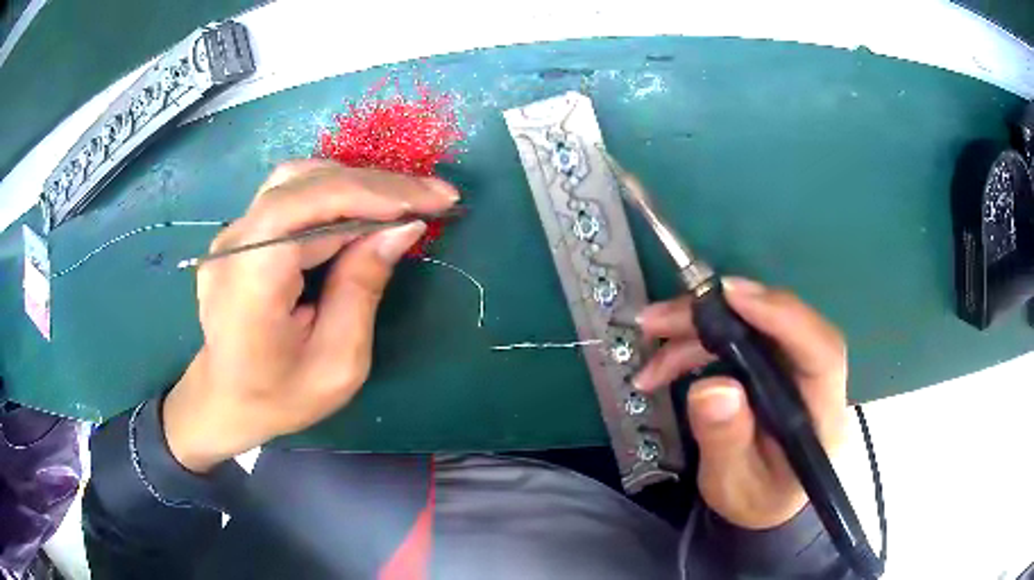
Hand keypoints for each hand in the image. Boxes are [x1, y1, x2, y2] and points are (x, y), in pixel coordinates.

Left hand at [163, 160, 458, 472]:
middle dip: (376, 186)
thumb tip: (403, 227)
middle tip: (433, 197)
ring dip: (356, 186)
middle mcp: (234, 243)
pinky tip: (364, 211)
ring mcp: (232, 234)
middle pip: (305, 184)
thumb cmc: (281, 396)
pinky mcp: (241, 235)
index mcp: (251, 278)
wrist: (227, 400)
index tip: (433, 201)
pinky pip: (290, 198)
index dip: (373, 193)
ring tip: (403, 202)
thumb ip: (363, 288)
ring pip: (298, 181)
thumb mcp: (337, 362)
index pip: (308, 204)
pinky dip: (334, 196)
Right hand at [635, 278, 847, 529]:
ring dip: (699, 327)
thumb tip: (712, 387)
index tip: (731, 297)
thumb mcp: (735, 483)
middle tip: (661, 319)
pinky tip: (666, 361)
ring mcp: (793, 368)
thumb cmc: (756, 498)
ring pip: (752, 326)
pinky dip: (699, 342)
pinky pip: (738, 337)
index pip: (820, 352)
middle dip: (717, 314)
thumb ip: (727, 441)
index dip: (782, 316)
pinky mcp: (772, 365)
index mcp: (821, 414)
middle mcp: (814, 379)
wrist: (765, 502)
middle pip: (779, 325)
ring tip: (652, 337)